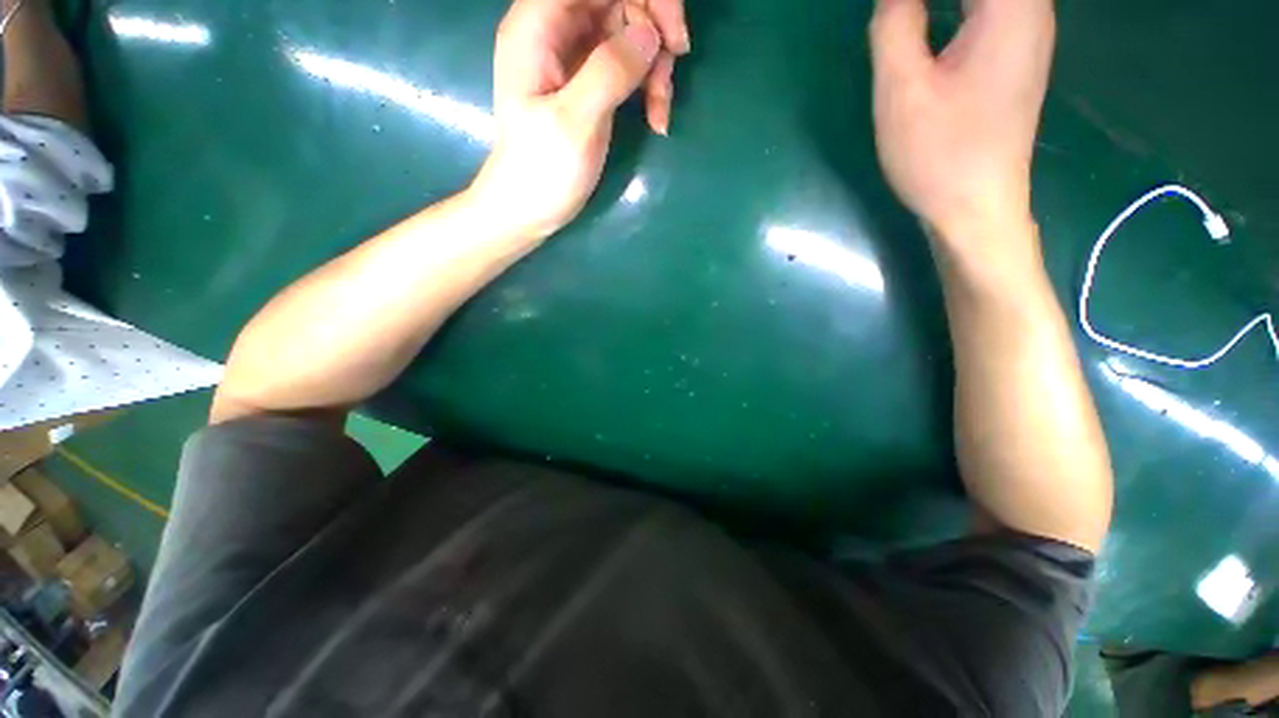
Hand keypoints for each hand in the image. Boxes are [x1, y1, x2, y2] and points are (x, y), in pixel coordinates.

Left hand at [469, 0, 689, 239]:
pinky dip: (648, 86)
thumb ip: (608, 71)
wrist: (530, 208)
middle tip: (670, 75)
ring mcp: (575, 57)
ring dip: (655, 66)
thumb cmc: (543, 170)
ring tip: (660, 112)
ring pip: (630, 31)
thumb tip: (649, 35)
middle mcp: (556, 29)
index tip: (670, 36)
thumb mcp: (574, 122)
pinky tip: (656, 119)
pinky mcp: (590, 83)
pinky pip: (629, 64)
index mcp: (538, 25)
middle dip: (653, 30)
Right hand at [869, 0, 1054, 247]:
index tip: (891, 9)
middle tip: (896, 12)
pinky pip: (990, 7)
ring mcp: (1027, 31)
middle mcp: (1031, 8)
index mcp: (1010, 6)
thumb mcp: (903, 91)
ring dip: (947, 2)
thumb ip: (895, 24)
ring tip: (907, 15)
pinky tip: (931, 17)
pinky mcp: (1016, 54)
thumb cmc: (939, 155)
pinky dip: (958, 6)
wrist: (976, 208)